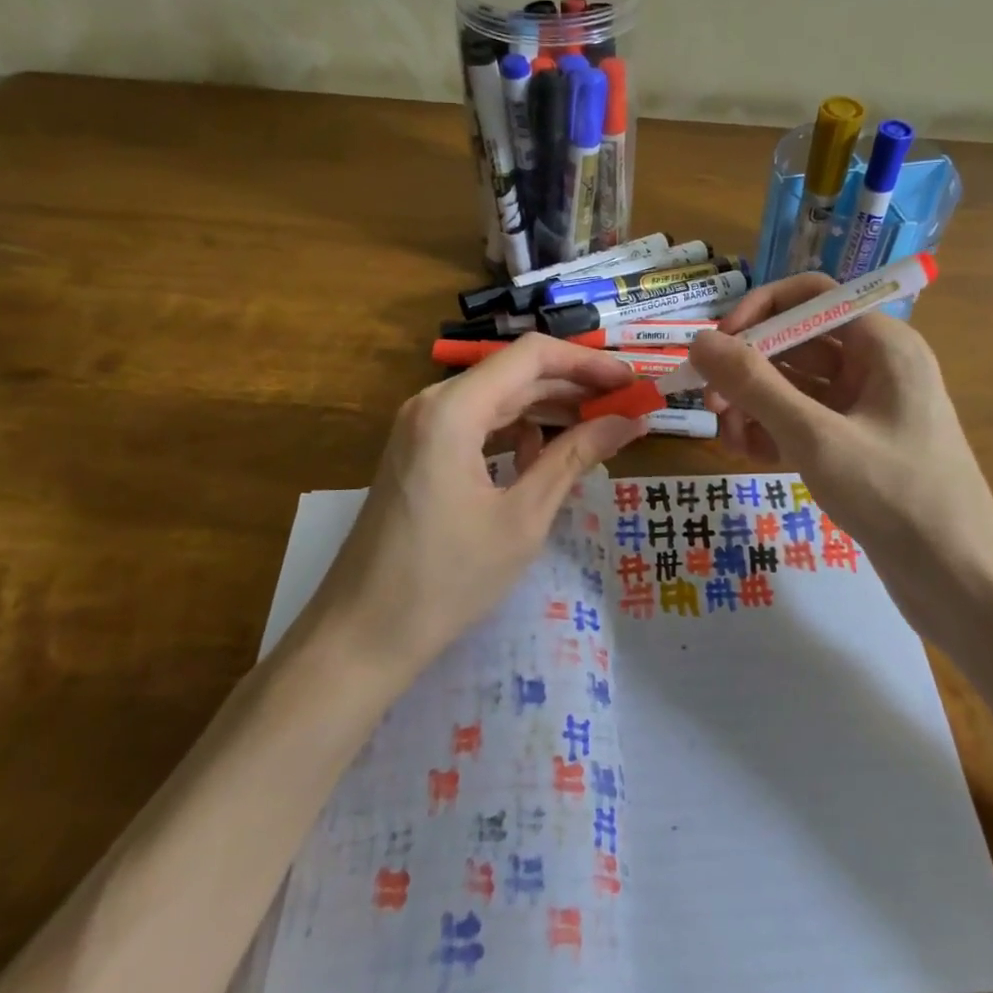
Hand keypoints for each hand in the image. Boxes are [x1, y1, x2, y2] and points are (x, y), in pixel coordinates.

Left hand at [317, 335, 648, 670]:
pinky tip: (545, 455)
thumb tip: (629, 421)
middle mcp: (434, 403)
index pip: (533, 355)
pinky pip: (479, 423)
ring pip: (499, 397)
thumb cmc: (446, 580)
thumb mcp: (523, 518)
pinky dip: (518, 430)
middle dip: (575, 387)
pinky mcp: (420, 451)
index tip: (632, 383)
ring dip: (549, 409)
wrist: (361, 636)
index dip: (588, 363)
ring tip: (599, 429)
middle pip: (517, 374)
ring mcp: (422, 426)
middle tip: (627, 408)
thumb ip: (575, 457)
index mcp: (454, 409)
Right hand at [688, 273, 992, 629]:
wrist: (962, 583)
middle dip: (748, 369)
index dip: (757, 310)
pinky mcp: (856, 444)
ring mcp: (866, 407)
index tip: (716, 344)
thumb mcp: (817, 438)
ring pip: (794, 385)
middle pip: (795, 342)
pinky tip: (748, 455)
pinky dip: (773, 431)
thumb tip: (699, 341)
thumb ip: (754, 385)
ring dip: (754, 404)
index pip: (809, 296)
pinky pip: (803, 421)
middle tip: (711, 405)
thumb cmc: (896, 497)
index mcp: (881, 344)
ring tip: (730, 439)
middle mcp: (874, 365)